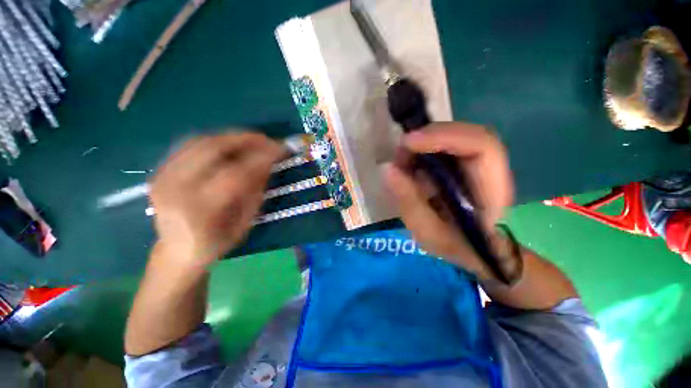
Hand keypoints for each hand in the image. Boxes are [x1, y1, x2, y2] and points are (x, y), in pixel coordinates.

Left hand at [149, 132, 284, 268]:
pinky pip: (190, 145)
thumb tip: (268, 163)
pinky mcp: (160, 171)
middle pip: (212, 150)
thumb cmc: (216, 243)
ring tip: (254, 139)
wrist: (176, 251)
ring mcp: (163, 177)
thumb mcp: (245, 223)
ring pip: (200, 142)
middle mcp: (176, 189)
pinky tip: (232, 144)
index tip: (280, 149)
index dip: (260, 158)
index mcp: (200, 210)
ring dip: (231, 137)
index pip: (234, 173)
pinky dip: (215, 140)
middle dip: (245, 140)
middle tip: (268, 139)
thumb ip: (255, 192)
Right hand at [383, 122, 513, 278]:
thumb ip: (410, 202)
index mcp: (491, 190)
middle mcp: (490, 170)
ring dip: (425, 143)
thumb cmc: (456, 246)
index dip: (445, 137)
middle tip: (401, 151)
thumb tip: (388, 169)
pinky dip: (424, 150)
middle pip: (467, 135)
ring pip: (455, 137)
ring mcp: (477, 164)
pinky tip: (410, 162)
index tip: (409, 143)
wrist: (472, 249)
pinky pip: (445, 146)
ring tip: (402, 160)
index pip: (482, 146)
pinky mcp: (464, 164)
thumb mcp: (428, 233)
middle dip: (429, 137)